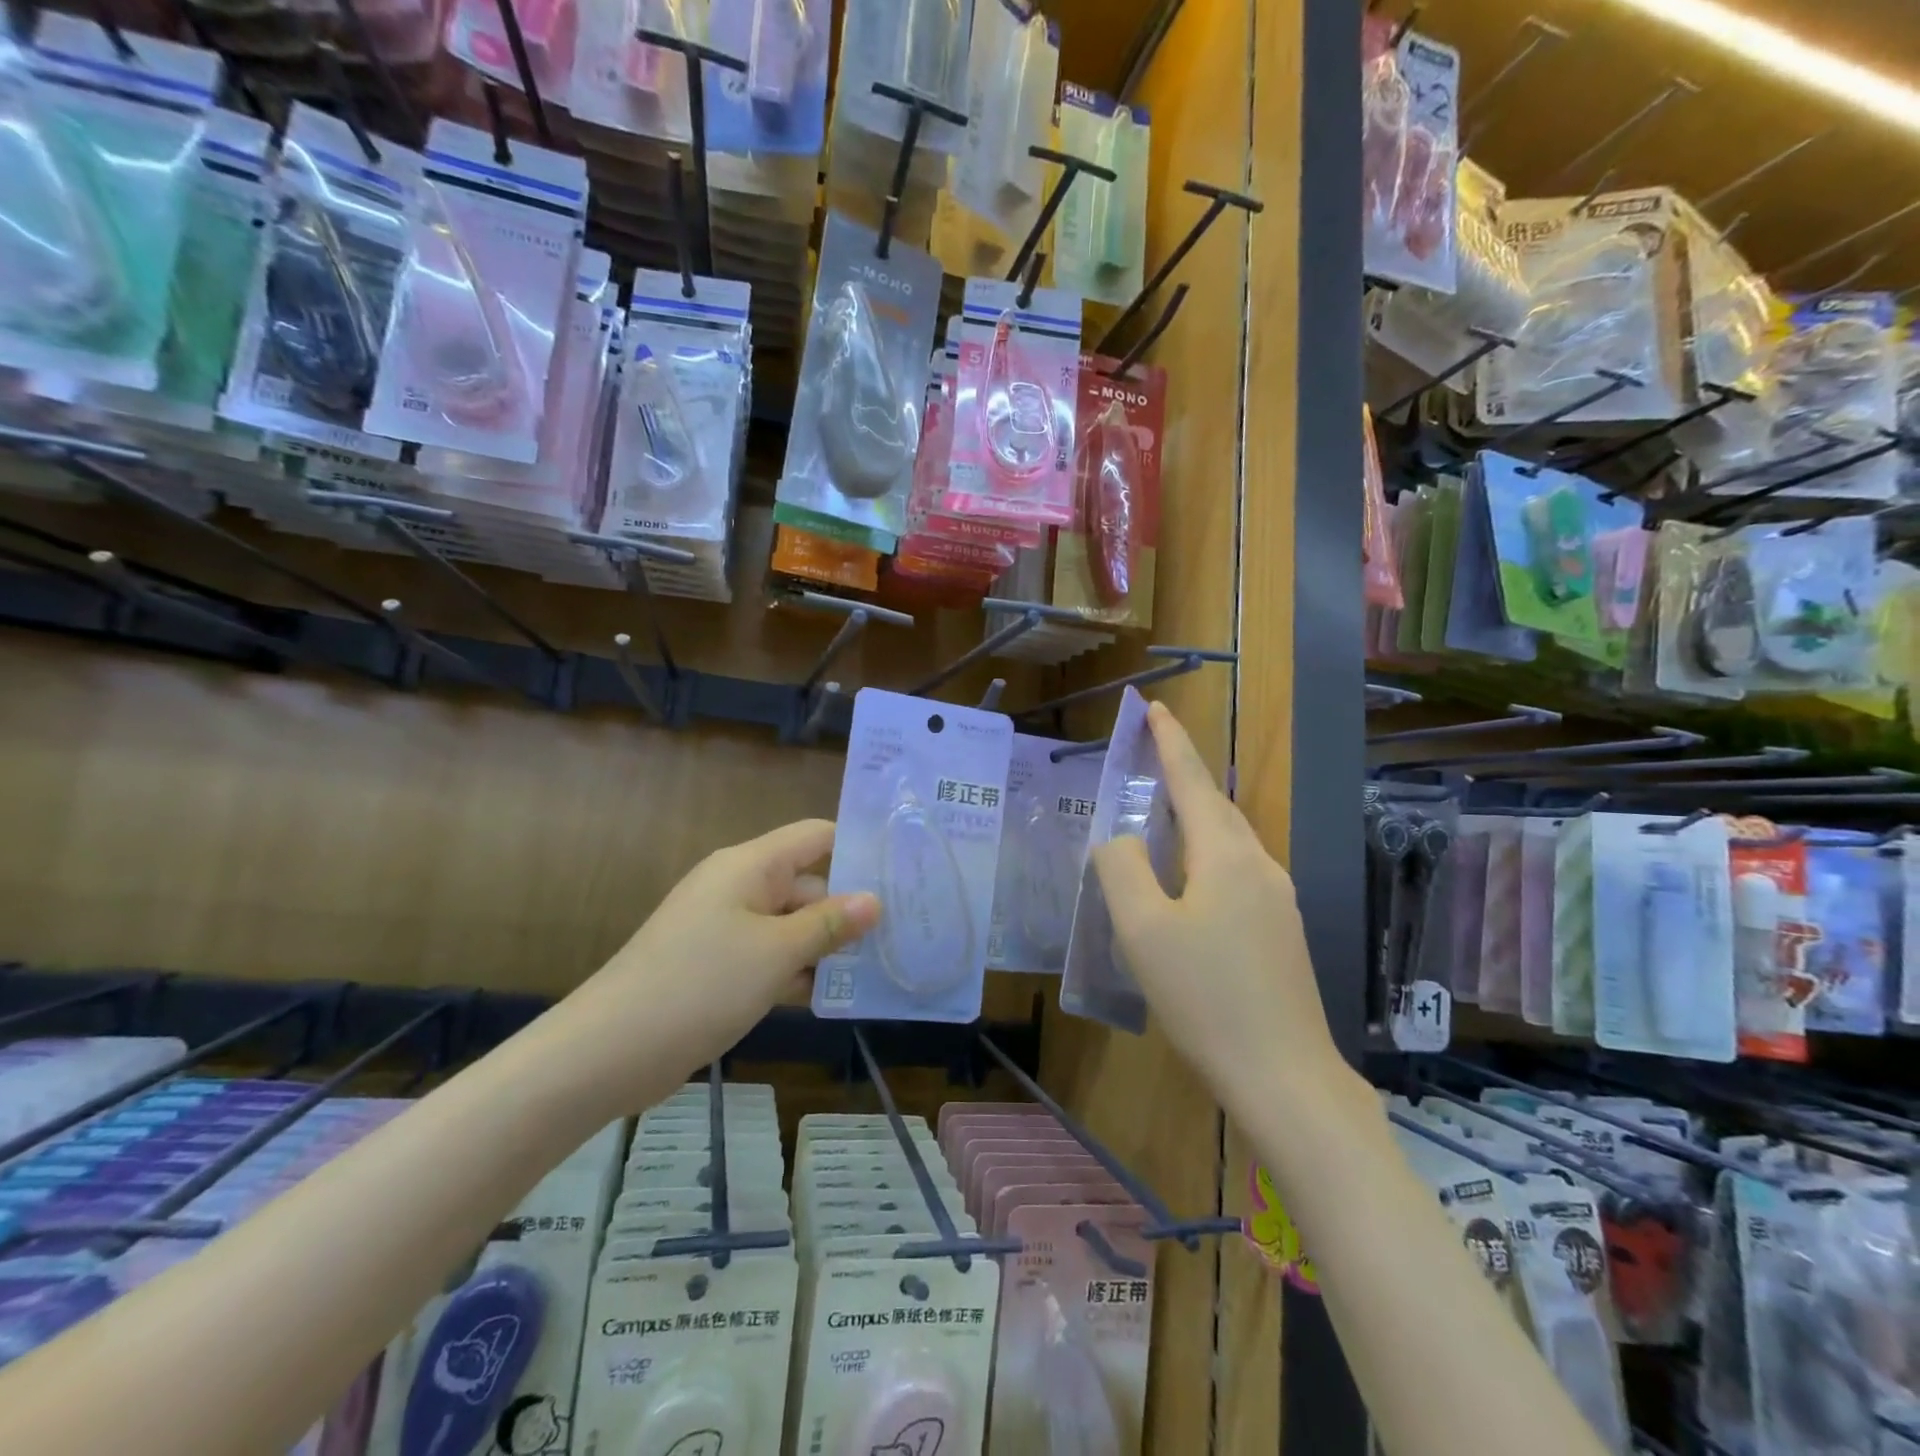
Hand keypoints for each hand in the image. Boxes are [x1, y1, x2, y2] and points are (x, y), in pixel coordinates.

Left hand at [565, 820, 879, 1110]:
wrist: (608, 1051)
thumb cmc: (700, 985)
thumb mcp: (775, 952)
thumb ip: (828, 924)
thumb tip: (875, 900)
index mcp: (750, 866)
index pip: (816, 837)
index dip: (858, 848)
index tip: (904, 871)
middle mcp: (740, 887)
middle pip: (808, 884)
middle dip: (850, 909)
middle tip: (904, 934)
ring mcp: (727, 928)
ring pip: (792, 925)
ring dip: (827, 945)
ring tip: (882, 967)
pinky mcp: (718, 965)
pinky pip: (770, 955)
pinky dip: (798, 970)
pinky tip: (835, 994)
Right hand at [1091, 704, 1347, 1116]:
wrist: (1284, 1076)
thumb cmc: (1205, 997)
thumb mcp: (1142, 930)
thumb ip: (1122, 868)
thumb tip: (1122, 838)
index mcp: (1226, 855)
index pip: (1192, 782)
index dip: (1171, 742)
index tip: (1155, 708)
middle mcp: (1259, 865)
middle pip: (1215, 806)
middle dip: (1183, 775)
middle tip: (1151, 753)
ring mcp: (1277, 899)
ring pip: (1229, 840)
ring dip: (1195, 816)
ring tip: (1162, 813)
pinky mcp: (1280, 930)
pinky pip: (1237, 870)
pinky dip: (1206, 853)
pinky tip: (1190, 879)